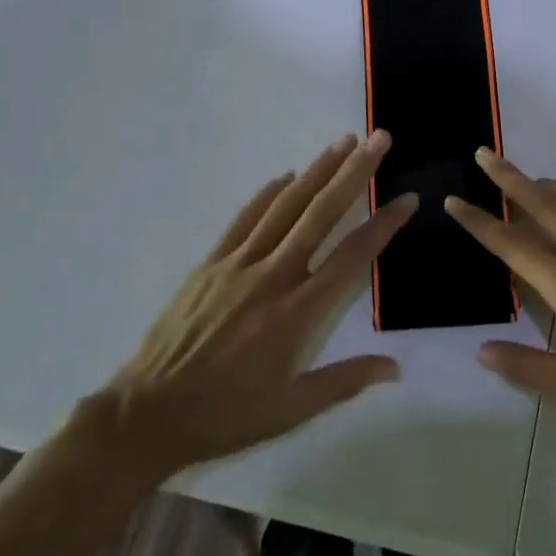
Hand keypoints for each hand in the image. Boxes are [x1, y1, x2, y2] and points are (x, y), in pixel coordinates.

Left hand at [87, 132, 415, 483]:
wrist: (148, 413)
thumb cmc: (227, 415)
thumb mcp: (292, 410)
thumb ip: (345, 381)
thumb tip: (396, 367)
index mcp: (298, 312)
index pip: (352, 257)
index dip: (383, 225)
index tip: (407, 198)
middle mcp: (273, 276)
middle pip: (321, 213)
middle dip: (354, 172)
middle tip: (378, 139)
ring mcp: (239, 263)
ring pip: (286, 205)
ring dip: (317, 170)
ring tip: (343, 141)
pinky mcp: (211, 263)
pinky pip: (245, 218)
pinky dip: (268, 192)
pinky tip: (286, 174)